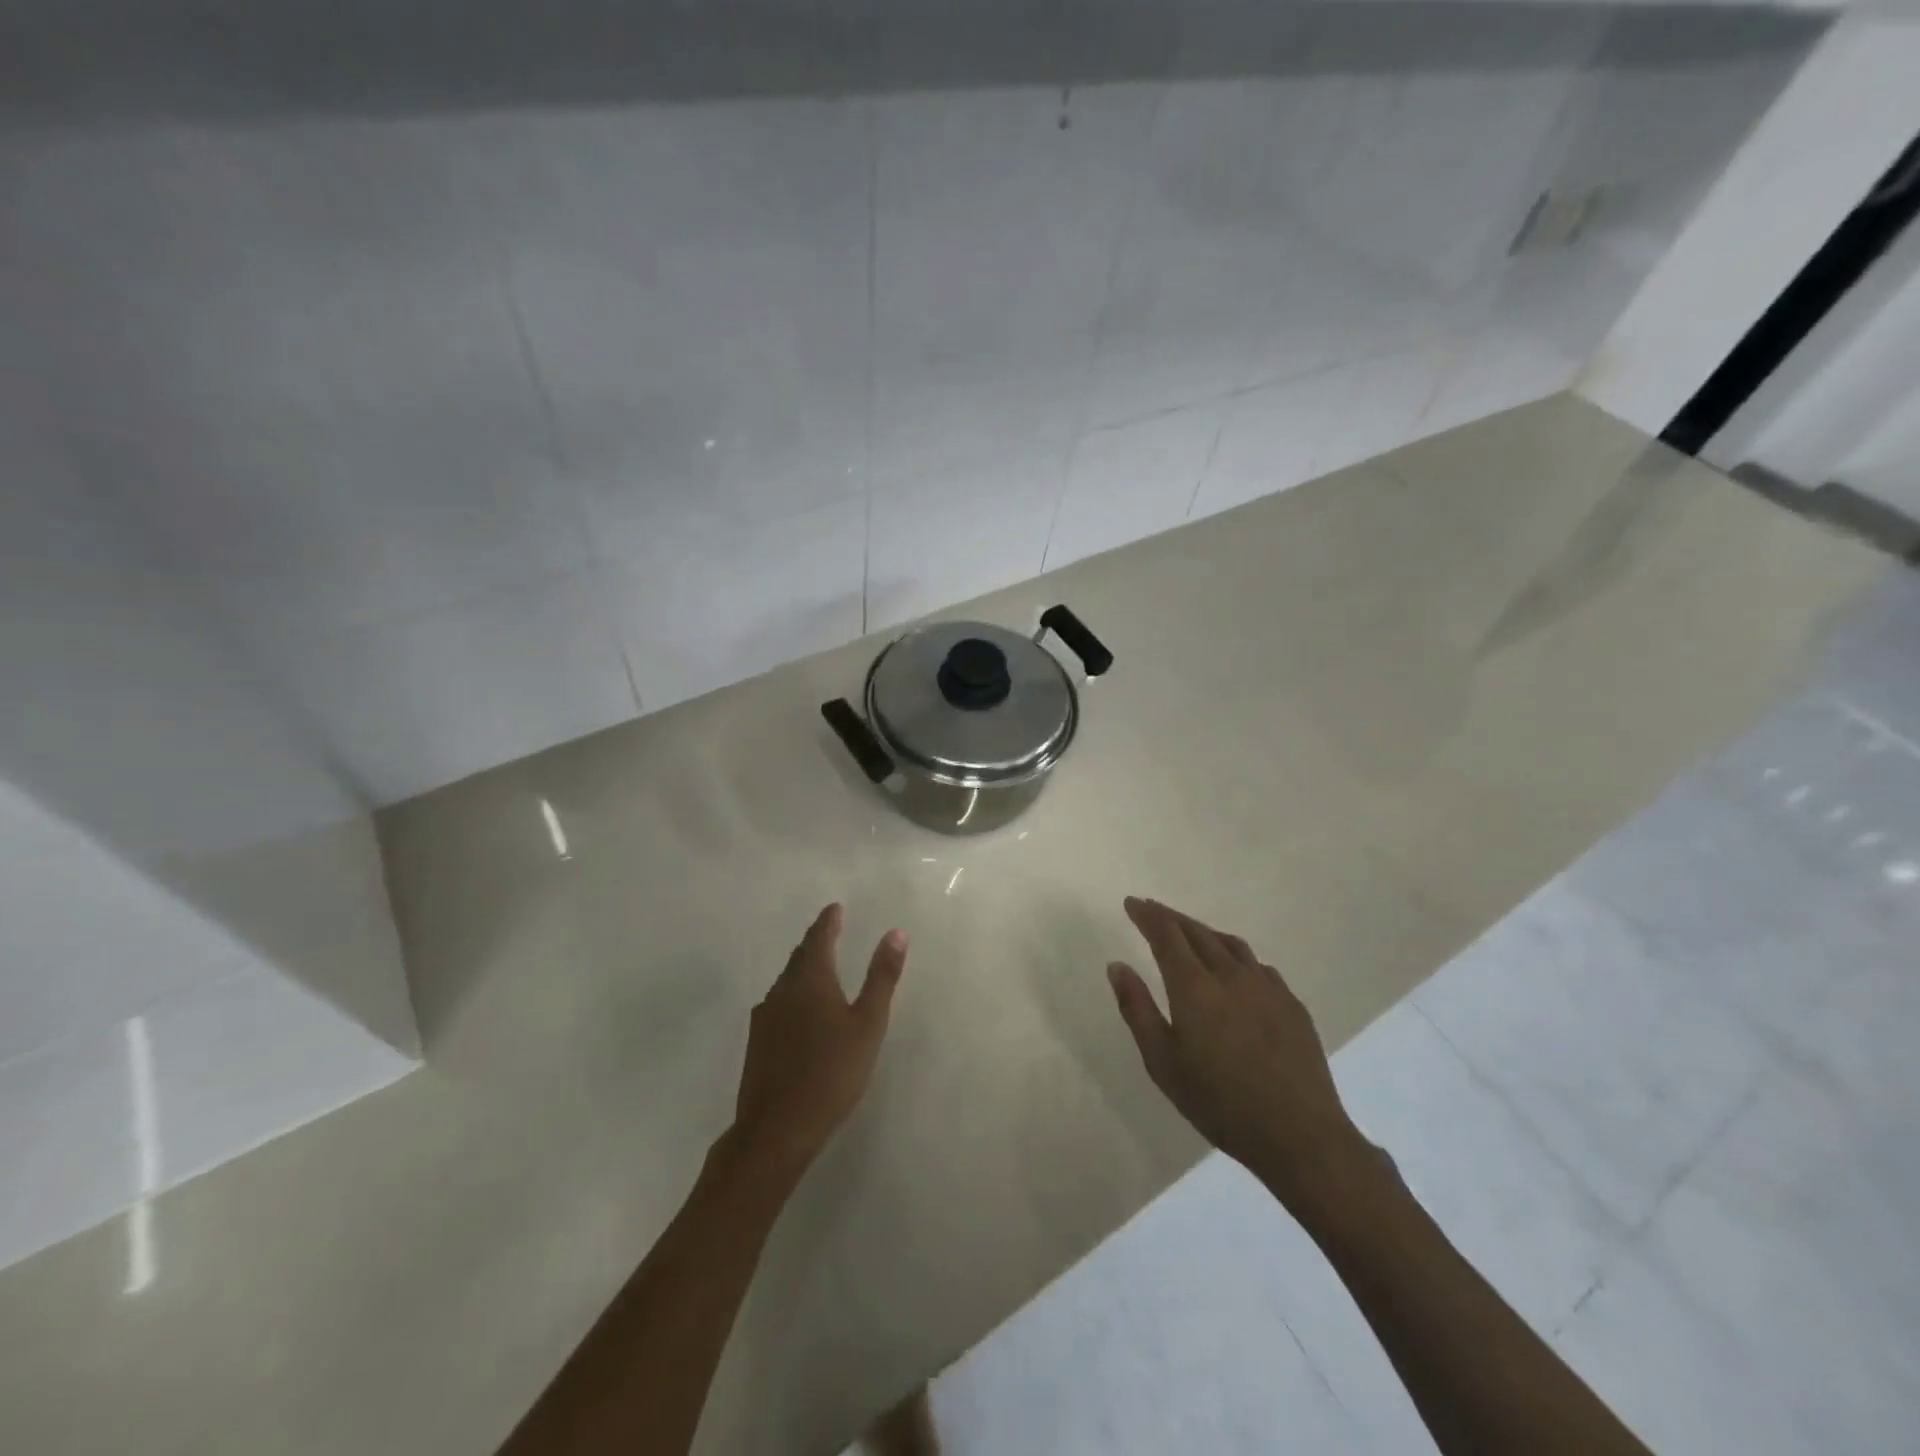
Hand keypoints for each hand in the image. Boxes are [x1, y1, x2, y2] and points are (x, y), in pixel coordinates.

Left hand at [731, 904, 907, 1177]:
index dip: (828, 921)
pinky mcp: (757, 1043)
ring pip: (786, 981)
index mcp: (810, 980)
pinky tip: (800, 1011)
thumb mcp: (868, 1023)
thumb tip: (895, 932)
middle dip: (815, 942)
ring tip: (819, 967)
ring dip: (803, 968)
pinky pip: (778, 1003)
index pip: (819, 938)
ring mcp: (765, 1017)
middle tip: (830, 931)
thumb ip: (881, 977)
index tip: (835, 908)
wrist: (776, 1130)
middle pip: (800, 957)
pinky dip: (793, 994)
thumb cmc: (831, 1072)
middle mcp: (782, 990)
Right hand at [1108, 896, 1370, 1207]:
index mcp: (1194, 986)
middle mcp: (1230, 974)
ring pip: (1230, 944)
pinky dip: (1235, 955)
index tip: (1132, 903)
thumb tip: (1117, 966)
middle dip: (1171, 918)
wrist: (1300, 1135)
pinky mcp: (1292, 1004)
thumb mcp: (1162, 1062)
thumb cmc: (1219, 1102)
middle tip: (1153, 911)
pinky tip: (1235, 970)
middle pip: (1197, 932)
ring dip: (1204, 932)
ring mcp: (1267, 987)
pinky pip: (1257, 965)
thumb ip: (1136, 1009)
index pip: (1166, 935)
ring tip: (1190, 933)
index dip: (1147, 915)